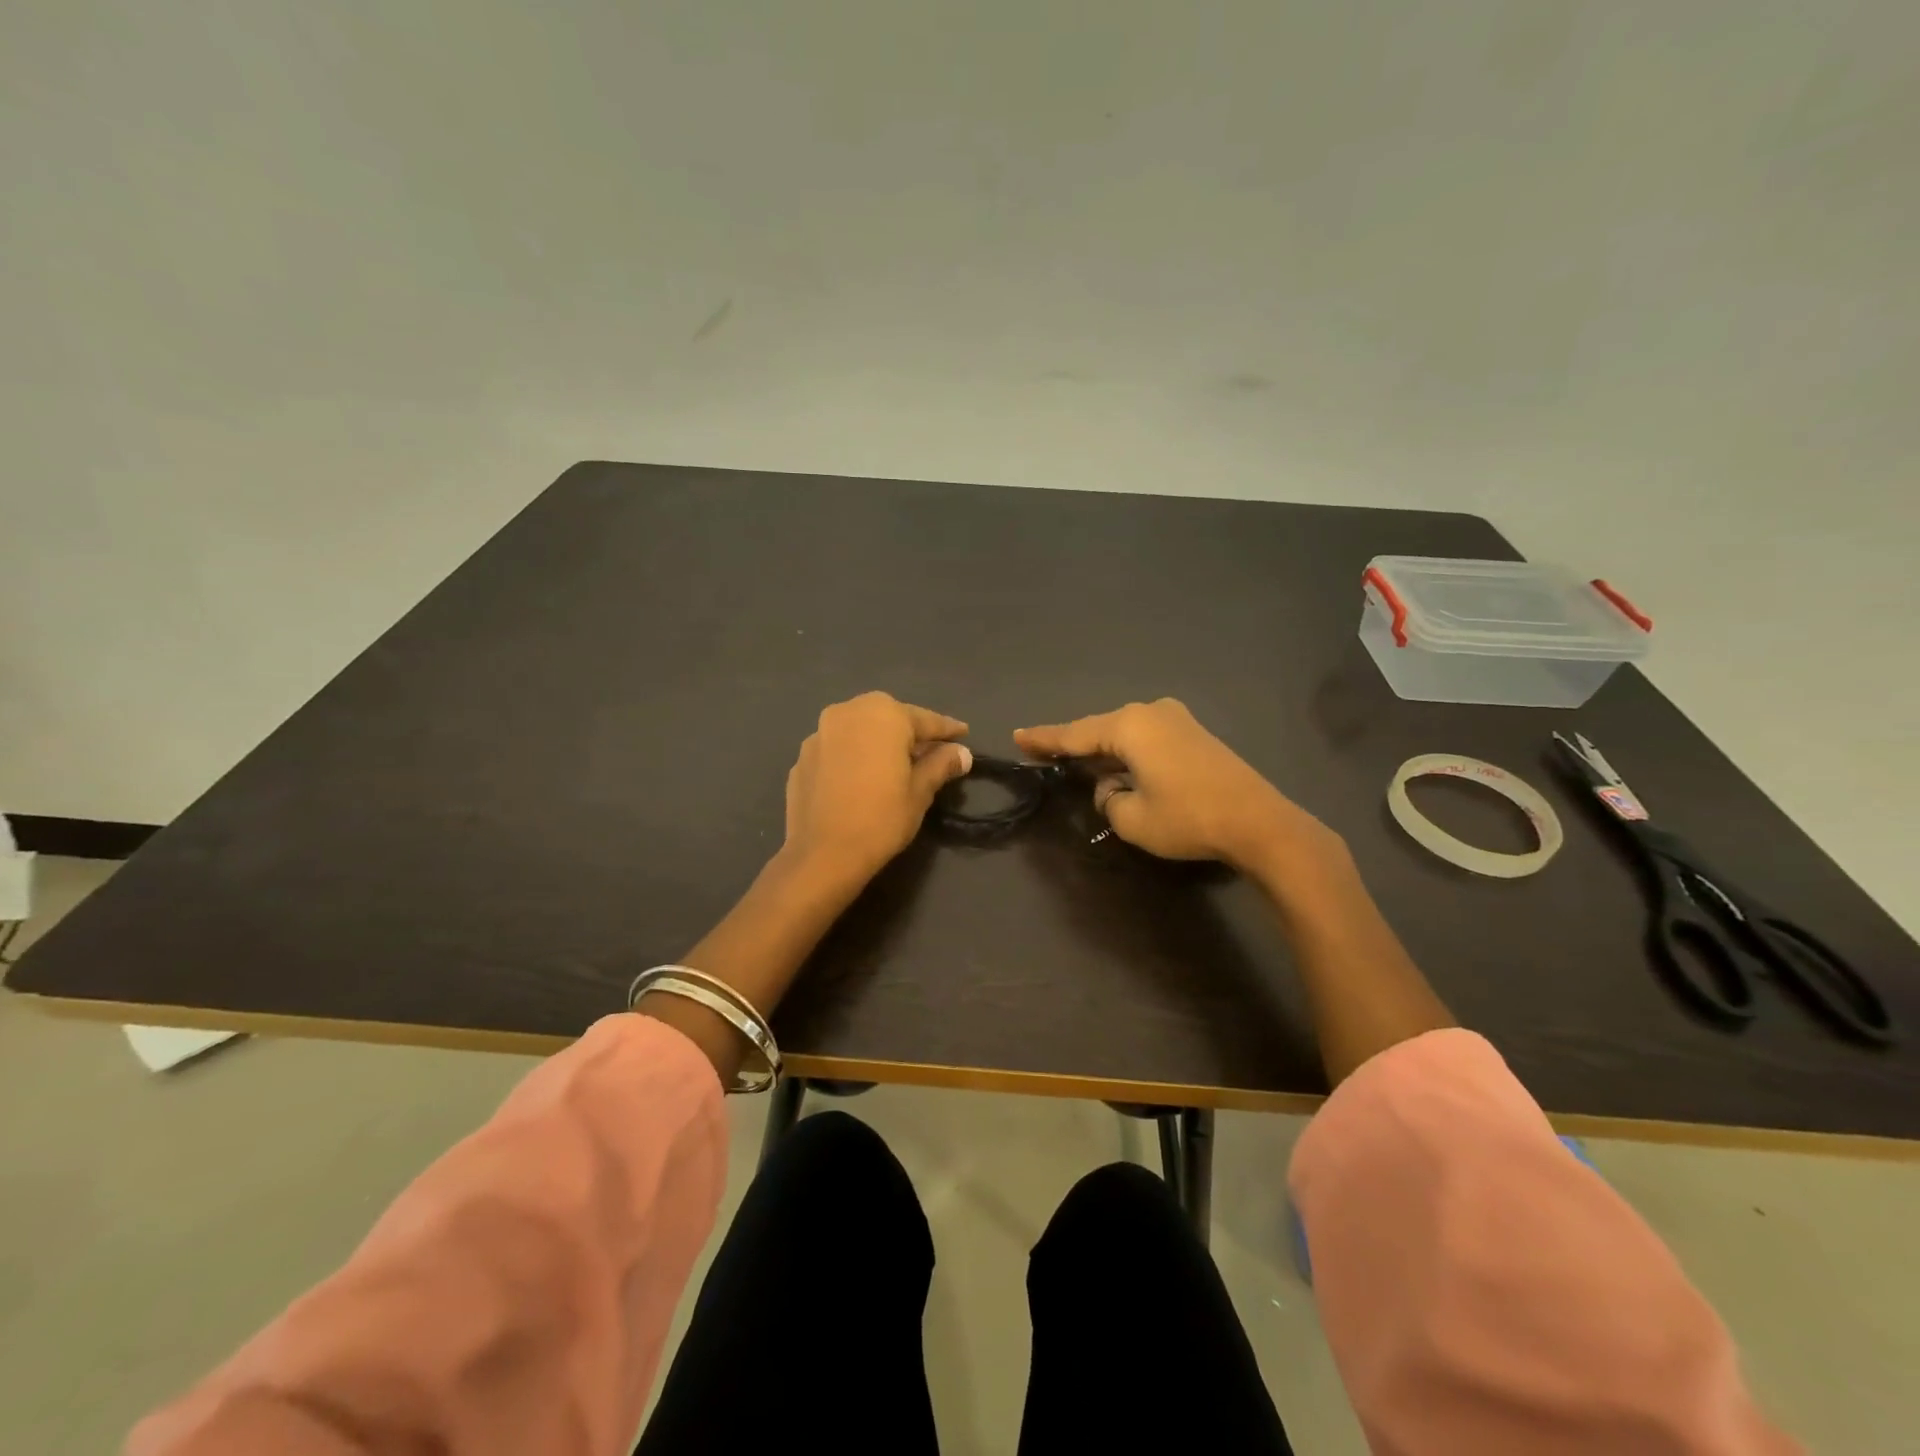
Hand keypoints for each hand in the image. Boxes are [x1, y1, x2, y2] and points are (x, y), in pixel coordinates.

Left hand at [782, 691, 972, 885]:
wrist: (822, 854)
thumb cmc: (881, 818)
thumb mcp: (920, 792)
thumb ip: (941, 764)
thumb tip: (962, 753)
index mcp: (884, 715)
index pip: (925, 719)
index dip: (947, 729)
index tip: (963, 733)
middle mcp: (849, 712)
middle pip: (889, 717)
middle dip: (909, 731)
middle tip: (929, 749)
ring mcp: (820, 733)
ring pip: (859, 729)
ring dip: (878, 740)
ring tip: (894, 762)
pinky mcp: (802, 756)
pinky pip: (838, 748)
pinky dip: (854, 755)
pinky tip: (861, 777)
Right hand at [1015, 698, 1333, 871]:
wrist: (1259, 822)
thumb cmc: (1188, 818)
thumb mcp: (1131, 818)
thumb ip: (1107, 799)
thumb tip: (1113, 787)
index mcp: (1129, 726)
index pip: (1074, 734)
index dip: (1044, 739)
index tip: (1017, 736)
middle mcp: (1150, 712)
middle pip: (1100, 730)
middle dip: (1075, 746)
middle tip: (1044, 756)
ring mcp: (1176, 719)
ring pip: (1125, 734)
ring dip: (1105, 752)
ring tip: (1081, 768)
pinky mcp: (1194, 734)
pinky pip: (1147, 739)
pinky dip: (1129, 753)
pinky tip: (1121, 769)